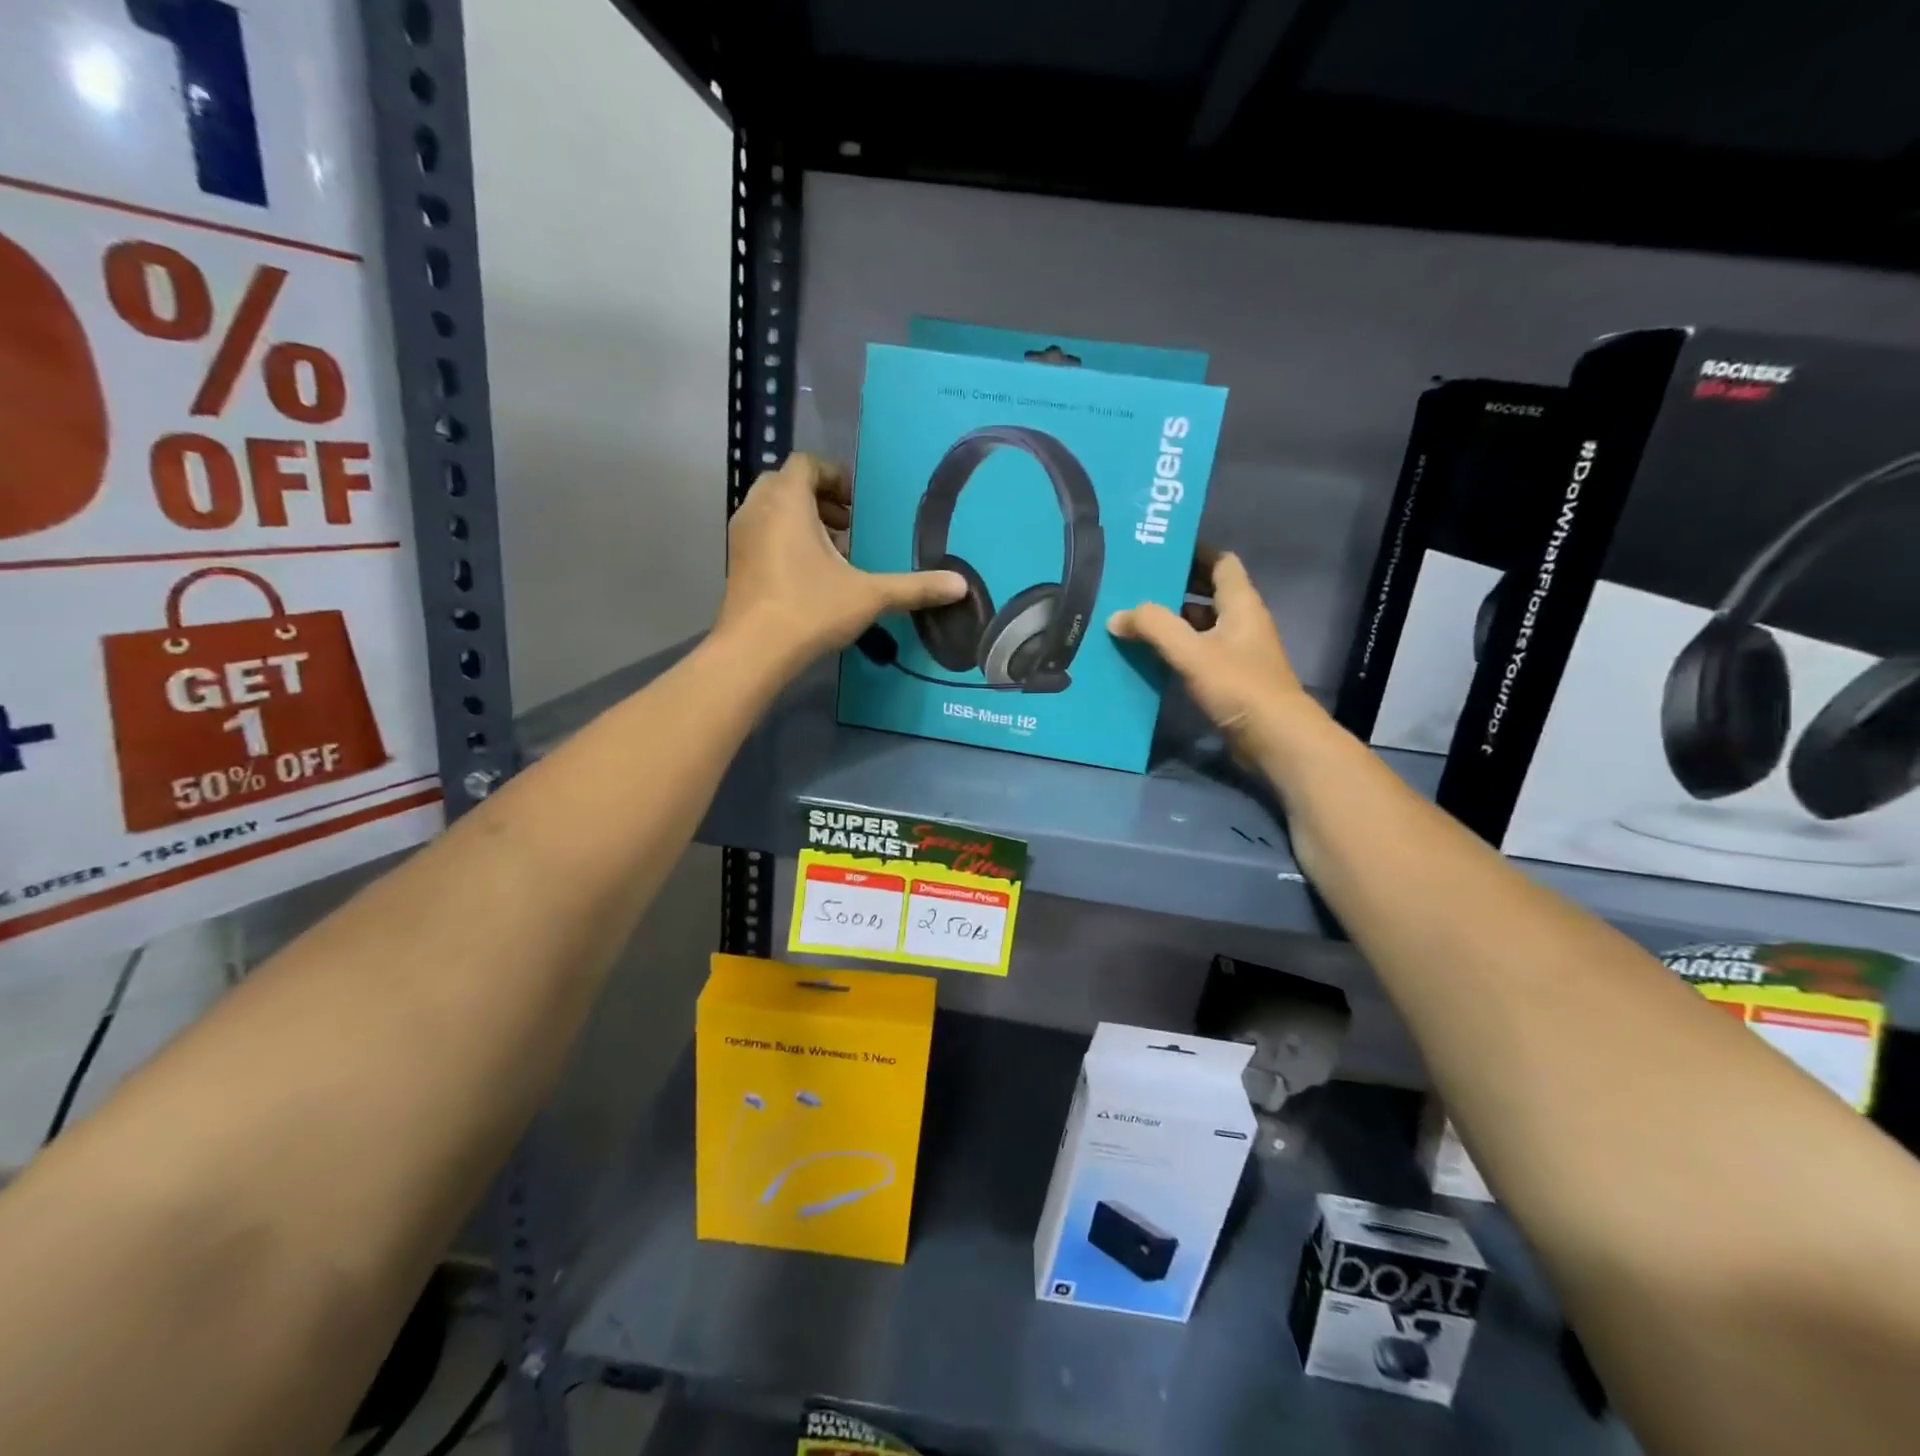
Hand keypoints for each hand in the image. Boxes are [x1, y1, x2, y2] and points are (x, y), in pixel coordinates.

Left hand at [715, 453, 965, 668]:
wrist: (753, 651)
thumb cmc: (810, 609)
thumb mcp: (870, 596)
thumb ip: (915, 587)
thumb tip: (961, 585)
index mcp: (788, 501)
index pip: (807, 463)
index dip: (835, 476)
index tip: (857, 506)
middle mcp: (758, 508)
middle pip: (787, 483)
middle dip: (819, 499)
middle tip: (848, 528)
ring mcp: (741, 536)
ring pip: (772, 509)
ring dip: (802, 520)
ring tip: (832, 553)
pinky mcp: (735, 562)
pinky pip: (762, 533)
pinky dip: (784, 540)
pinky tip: (808, 576)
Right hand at [1108, 548, 1314, 760]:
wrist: (1275, 738)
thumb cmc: (1240, 686)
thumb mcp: (1193, 652)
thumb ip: (1154, 628)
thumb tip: (1116, 616)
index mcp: (1240, 604)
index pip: (1221, 562)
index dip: (1194, 552)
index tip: (1160, 550)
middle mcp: (1241, 621)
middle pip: (1207, 593)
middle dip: (1174, 586)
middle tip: (1135, 584)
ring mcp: (1236, 651)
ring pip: (1200, 625)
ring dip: (1171, 620)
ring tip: (1132, 617)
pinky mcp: (1228, 678)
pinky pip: (1197, 652)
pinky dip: (1175, 649)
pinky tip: (1147, 654)